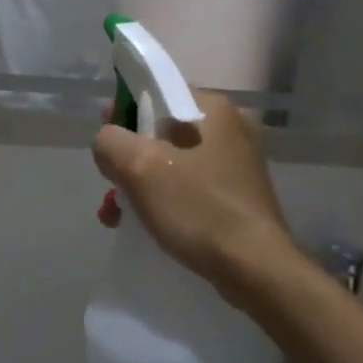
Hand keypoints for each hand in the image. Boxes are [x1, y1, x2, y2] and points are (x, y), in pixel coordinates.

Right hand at [92, 89, 294, 298]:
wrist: (256, 270)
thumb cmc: (198, 208)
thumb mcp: (138, 167)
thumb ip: (110, 141)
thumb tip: (108, 142)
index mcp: (212, 107)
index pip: (154, 92)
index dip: (122, 114)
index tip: (106, 145)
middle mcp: (230, 126)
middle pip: (160, 130)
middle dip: (128, 159)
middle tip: (110, 187)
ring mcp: (238, 162)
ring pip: (172, 161)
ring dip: (140, 184)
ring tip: (116, 215)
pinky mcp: (239, 194)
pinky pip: (190, 185)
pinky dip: (164, 199)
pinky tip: (145, 226)